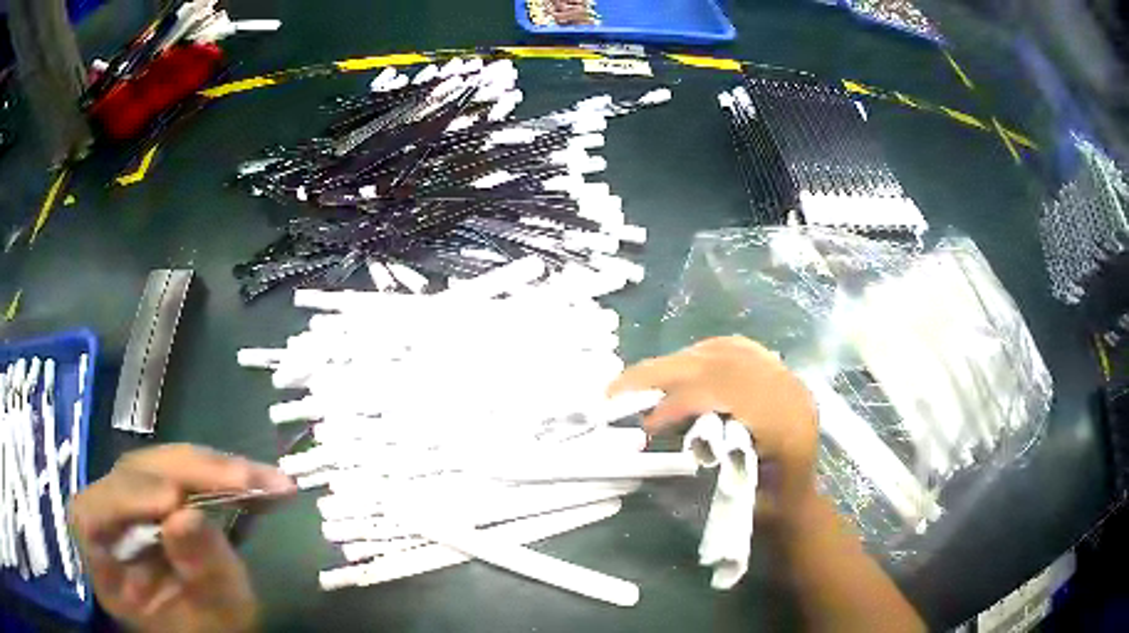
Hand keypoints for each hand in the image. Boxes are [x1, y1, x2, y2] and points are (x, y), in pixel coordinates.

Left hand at [70, 444, 295, 632]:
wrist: (217, 632)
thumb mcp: (214, 617)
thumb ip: (201, 574)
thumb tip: (189, 514)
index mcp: (106, 567)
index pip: (91, 517)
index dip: (124, 498)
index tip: (174, 499)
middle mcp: (109, 526)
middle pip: (129, 476)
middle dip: (186, 472)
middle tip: (243, 479)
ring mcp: (131, 507)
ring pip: (157, 466)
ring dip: (210, 468)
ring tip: (262, 479)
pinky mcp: (156, 497)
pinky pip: (179, 473)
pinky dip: (218, 474)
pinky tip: (258, 480)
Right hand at [609, 336, 818, 522]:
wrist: (800, 503)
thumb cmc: (772, 510)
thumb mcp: (738, 499)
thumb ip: (706, 461)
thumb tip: (658, 428)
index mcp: (786, 425)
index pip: (726, 393)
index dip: (680, 402)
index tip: (647, 425)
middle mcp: (788, 391)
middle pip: (721, 363)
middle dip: (664, 372)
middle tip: (618, 388)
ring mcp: (785, 377)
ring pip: (726, 350)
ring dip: (679, 362)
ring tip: (643, 381)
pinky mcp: (778, 373)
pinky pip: (736, 348)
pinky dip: (701, 355)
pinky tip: (681, 368)